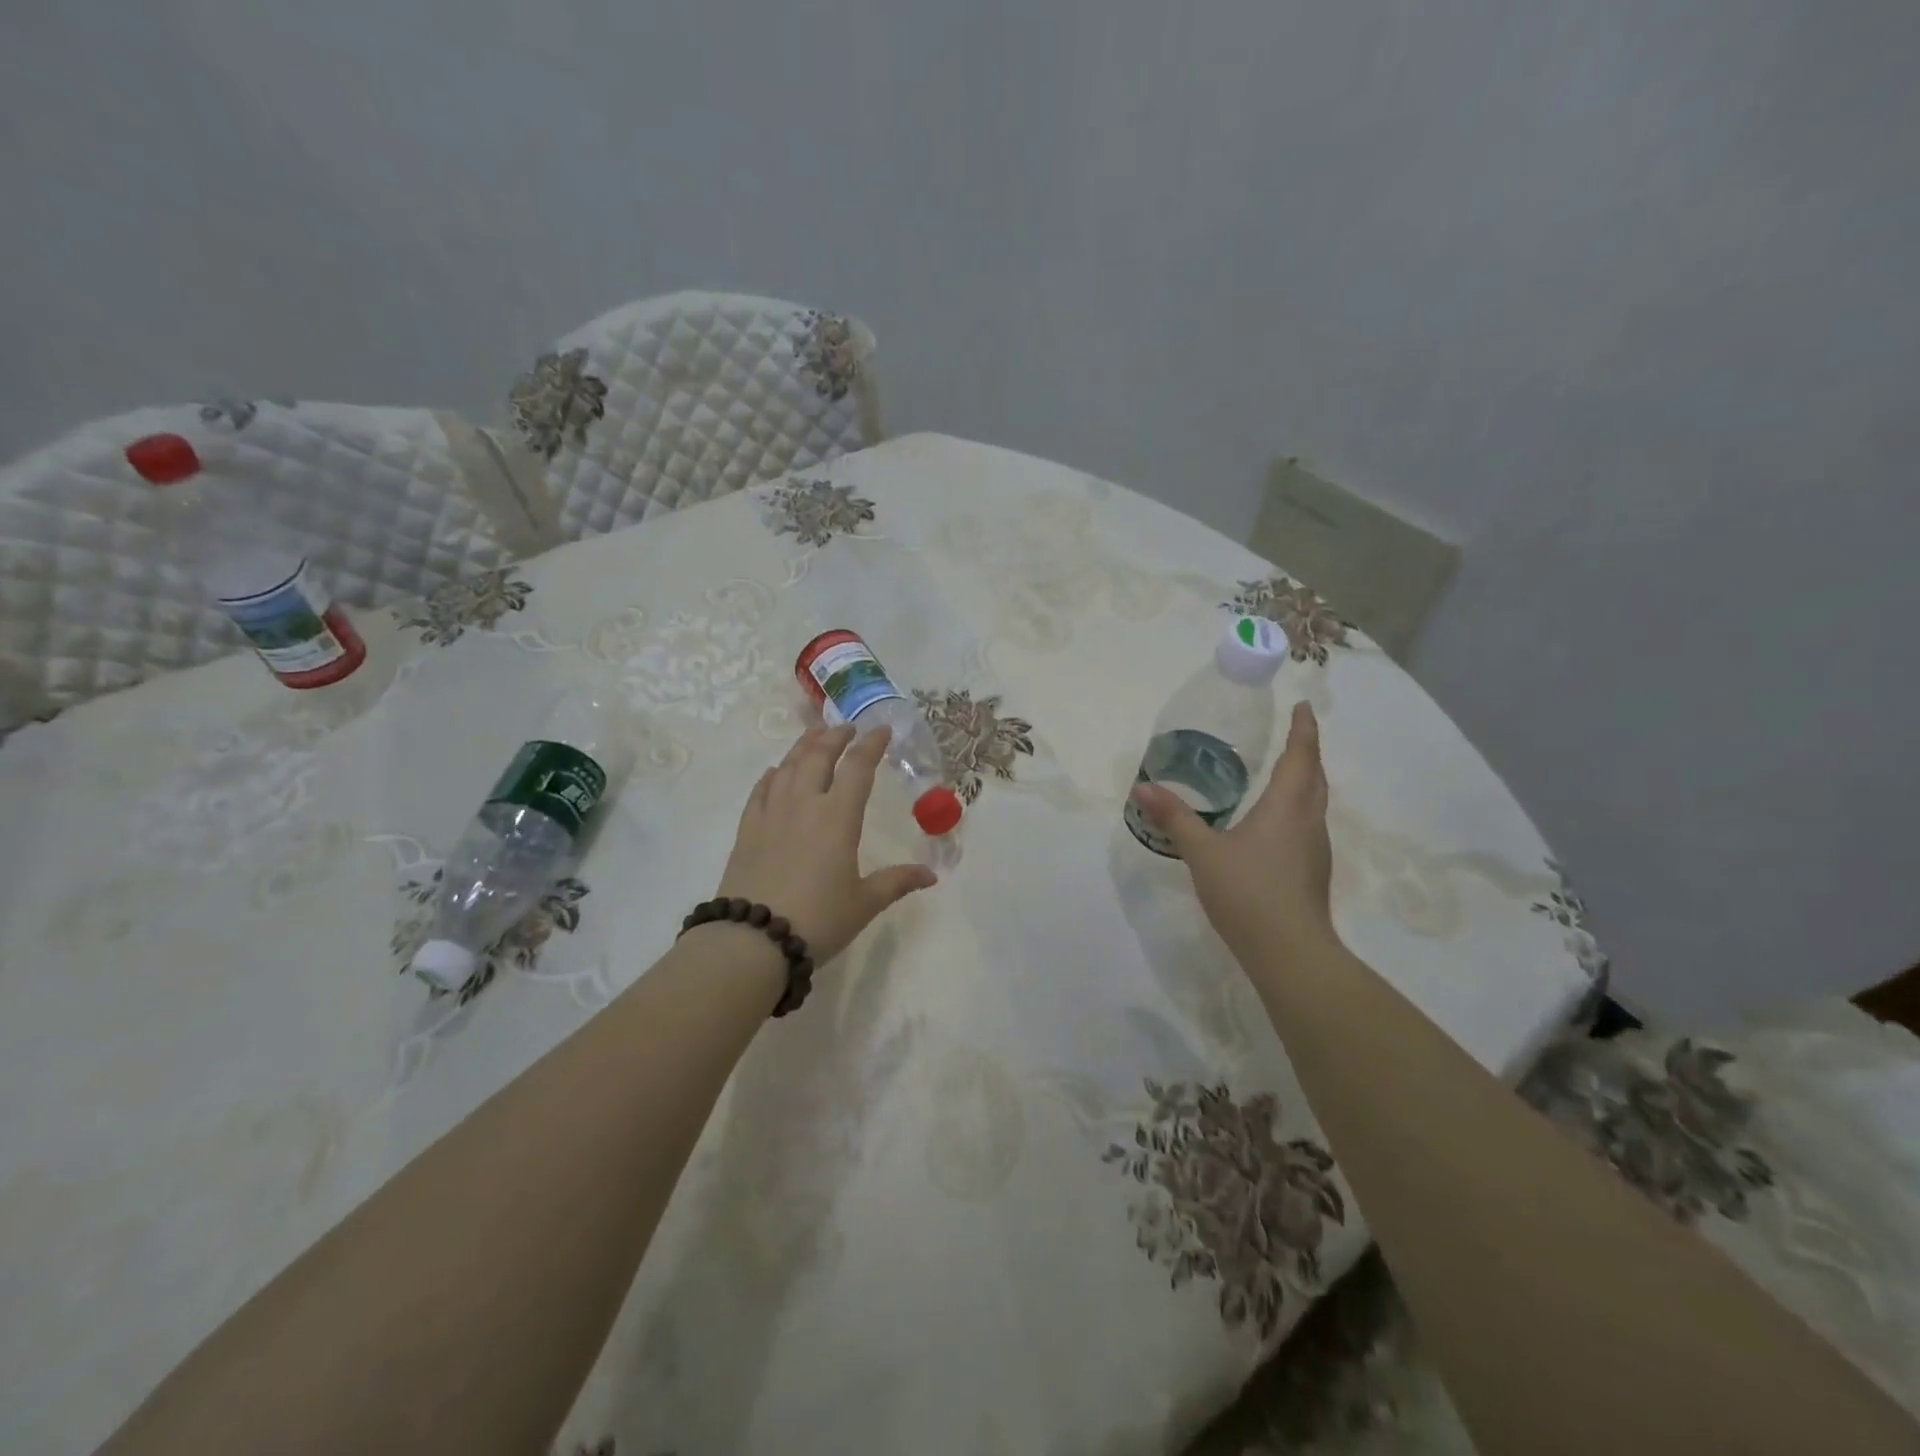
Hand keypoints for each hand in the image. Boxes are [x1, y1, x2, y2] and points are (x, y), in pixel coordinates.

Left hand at [715, 724, 936, 963]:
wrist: (752, 940)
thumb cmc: (818, 919)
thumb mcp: (864, 903)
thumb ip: (896, 882)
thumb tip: (931, 874)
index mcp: (837, 817)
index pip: (857, 768)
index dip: (871, 745)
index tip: (882, 730)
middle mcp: (804, 805)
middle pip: (818, 756)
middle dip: (835, 737)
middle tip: (846, 727)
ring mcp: (771, 814)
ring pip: (787, 767)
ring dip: (803, 747)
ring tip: (813, 736)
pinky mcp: (748, 830)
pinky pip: (761, 790)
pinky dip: (772, 775)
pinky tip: (775, 772)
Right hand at [1129, 701, 1337, 966]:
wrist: (1290, 952)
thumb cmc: (1248, 892)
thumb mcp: (1202, 852)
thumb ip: (1174, 818)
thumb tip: (1141, 787)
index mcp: (1287, 807)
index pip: (1301, 756)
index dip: (1303, 729)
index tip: (1303, 707)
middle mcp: (1308, 821)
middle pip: (1315, 777)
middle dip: (1307, 752)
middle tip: (1293, 735)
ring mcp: (1315, 849)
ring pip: (1315, 803)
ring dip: (1305, 781)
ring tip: (1284, 772)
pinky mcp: (1312, 872)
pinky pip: (1308, 825)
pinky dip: (1297, 808)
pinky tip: (1275, 823)